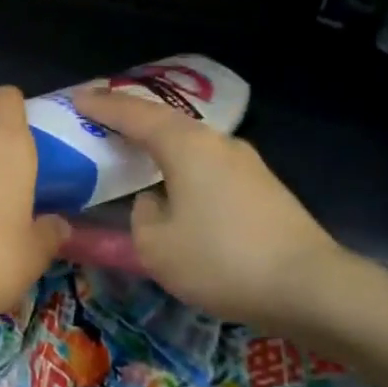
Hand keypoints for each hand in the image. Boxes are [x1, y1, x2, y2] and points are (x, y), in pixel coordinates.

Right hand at [72, 89, 344, 327]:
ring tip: (134, 149)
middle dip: (131, 117)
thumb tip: (155, 201)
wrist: (311, 288)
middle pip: (165, 120)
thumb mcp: (156, 245)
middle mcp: (216, 142)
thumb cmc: (221, 260)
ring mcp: (246, 163)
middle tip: (101, 117)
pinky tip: (175, 183)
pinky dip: (182, 165)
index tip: (76, 98)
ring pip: (190, 143)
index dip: (102, 105)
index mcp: (185, 146)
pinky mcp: (263, 187)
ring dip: (159, 143)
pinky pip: (208, 164)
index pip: (133, 114)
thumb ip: (141, 214)